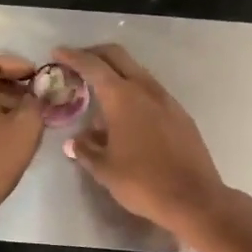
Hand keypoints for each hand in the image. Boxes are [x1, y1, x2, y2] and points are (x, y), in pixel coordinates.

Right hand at [54, 44, 233, 236]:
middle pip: (117, 57)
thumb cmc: (142, 182)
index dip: (72, 56)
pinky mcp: (180, 114)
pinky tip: (126, 116)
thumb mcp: (104, 169)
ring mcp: (167, 100)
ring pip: (137, 72)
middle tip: (76, 63)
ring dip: (116, 74)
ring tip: (99, 94)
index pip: (92, 66)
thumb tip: (74, 141)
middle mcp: (145, 89)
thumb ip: (86, 149)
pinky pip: (150, 92)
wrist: (194, 198)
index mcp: (122, 97)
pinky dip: (133, 91)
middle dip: (95, 54)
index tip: (57, 52)